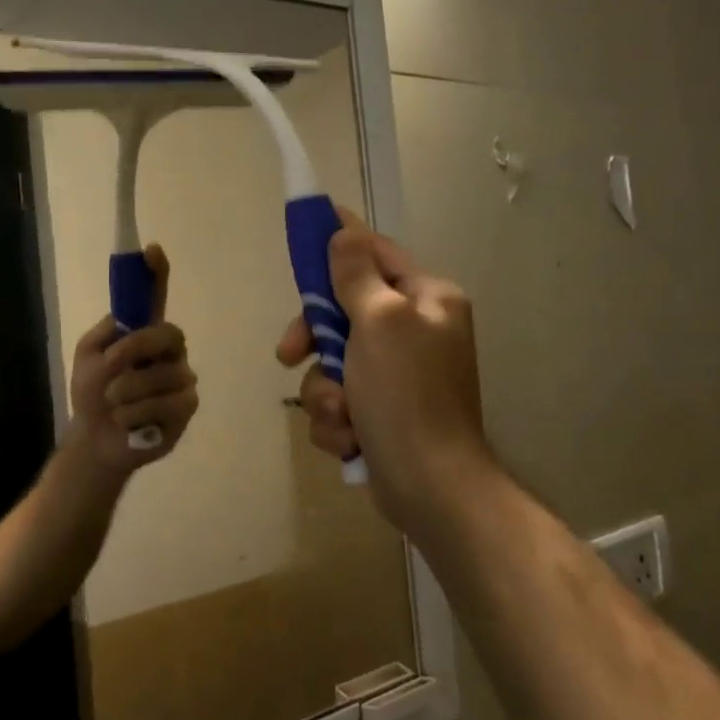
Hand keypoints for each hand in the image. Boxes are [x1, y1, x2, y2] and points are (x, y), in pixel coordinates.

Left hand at [68, 244, 199, 475]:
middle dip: (135, 349)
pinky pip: (165, 403)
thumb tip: (126, 319)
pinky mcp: (185, 409)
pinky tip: (128, 422)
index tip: (152, 250)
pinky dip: (135, 414)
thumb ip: (104, 334)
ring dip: (126, 391)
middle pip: (167, 334)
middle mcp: (169, 352)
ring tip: (113, 405)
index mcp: (144, 335)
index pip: (156, 299)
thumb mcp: (88, 358)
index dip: (157, 274)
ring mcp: (181, 380)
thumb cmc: (92, 396)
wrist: (95, 440)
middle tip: (111, 365)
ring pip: (162, 375)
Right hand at [277, 210, 493, 535]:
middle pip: (342, 313)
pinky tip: (351, 440)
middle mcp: (413, 332)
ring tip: (343, 416)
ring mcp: (396, 376)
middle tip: (289, 354)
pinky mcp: (379, 414)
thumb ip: (356, 275)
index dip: (339, 244)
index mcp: (426, 300)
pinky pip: (338, 402)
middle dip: (315, 341)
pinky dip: (337, 422)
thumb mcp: (381, 322)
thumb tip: (344, 232)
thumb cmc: (407, 395)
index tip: (305, 233)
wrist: (429, 487)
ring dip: (325, 393)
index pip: (376, 254)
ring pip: (331, 364)